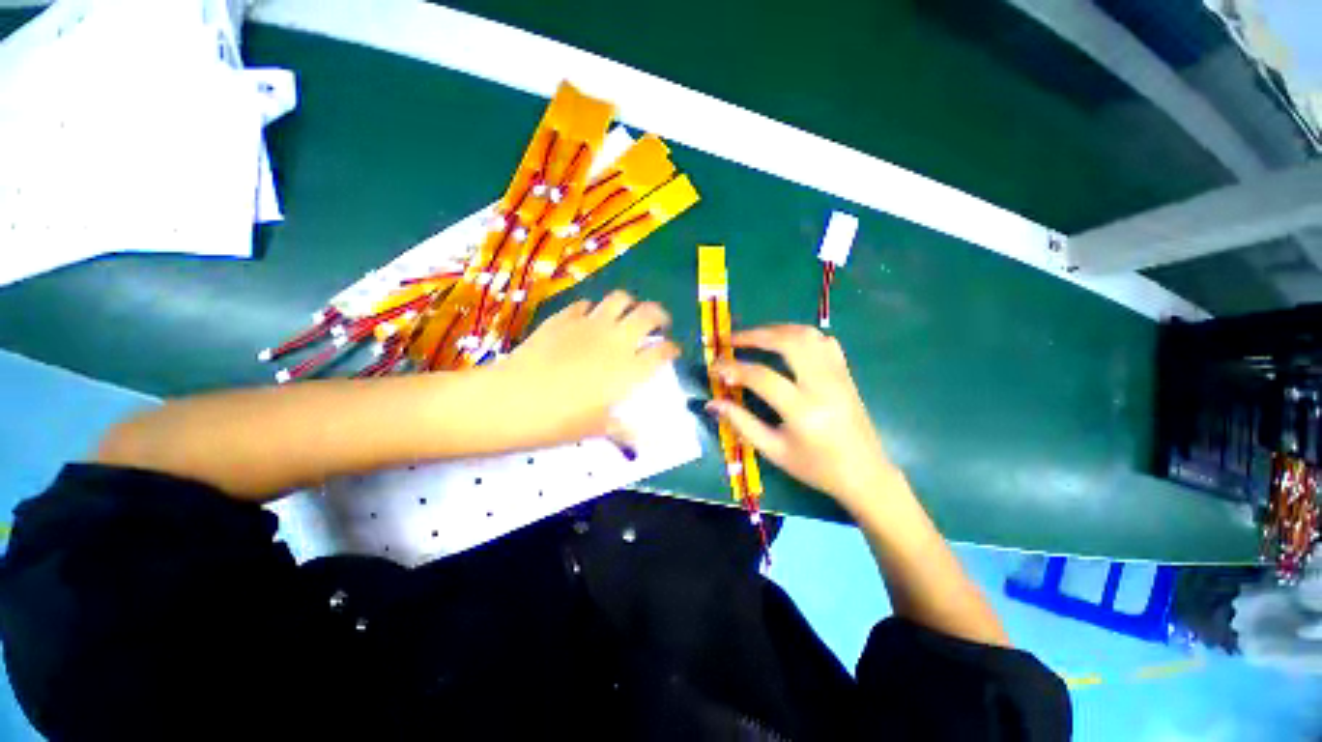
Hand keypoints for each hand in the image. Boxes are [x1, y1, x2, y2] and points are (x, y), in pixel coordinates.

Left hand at [496, 291, 679, 445]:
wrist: (512, 400)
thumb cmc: (559, 420)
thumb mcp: (596, 428)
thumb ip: (622, 430)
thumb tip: (640, 444)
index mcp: (629, 369)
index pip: (662, 352)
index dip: (671, 349)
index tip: (672, 352)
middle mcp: (616, 340)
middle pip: (648, 313)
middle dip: (659, 315)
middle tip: (658, 324)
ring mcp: (589, 325)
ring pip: (619, 298)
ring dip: (629, 304)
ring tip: (625, 315)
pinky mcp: (563, 318)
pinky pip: (585, 304)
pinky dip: (592, 309)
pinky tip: (587, 321)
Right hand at [708, 325, 901, 511]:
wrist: (865, 474)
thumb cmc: (816, 467)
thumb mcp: (774, 450)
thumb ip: (742, 423)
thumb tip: (713, 403)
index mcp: (803, 411)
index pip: (761, 377)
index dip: (733, 368)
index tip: (714, 366)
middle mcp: (823, 386)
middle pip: (788, 343)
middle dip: (755, 336)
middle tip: (731, 340)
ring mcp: (837, 375)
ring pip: (807, 335)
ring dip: (776, 330)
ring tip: (754, 337)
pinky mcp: (845, 373)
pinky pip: (823, 341)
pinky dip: (800, 334)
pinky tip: (785, 342)